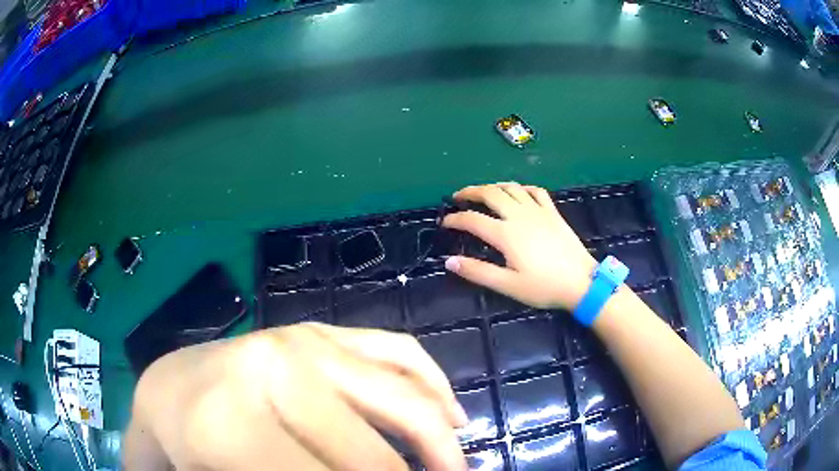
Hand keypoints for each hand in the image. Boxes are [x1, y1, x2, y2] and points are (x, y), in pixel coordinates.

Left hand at [127, 323, 467, 470]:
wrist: (171, 384)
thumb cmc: (189, 443)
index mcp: (235, 424)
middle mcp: (276, 373)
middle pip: (370, 454)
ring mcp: (306, 342)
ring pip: (401, 397)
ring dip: (438, 442)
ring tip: (453, 468)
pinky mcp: (324, 330)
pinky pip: (399, 351)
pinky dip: (434, 384)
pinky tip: (451, 413)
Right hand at [442, 182, 595, 310]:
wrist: (581, 282)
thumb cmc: (543, 287)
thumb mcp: (508, 285)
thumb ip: (478, 272)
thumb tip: (449, 261)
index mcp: (506, 234)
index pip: (473, 220)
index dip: (455, 219)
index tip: (445, 222)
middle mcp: (519, 215)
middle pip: (490, 193)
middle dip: (470, 192)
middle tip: (458, 196)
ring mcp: (538, 211)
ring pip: (511, 187)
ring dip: (493, 186)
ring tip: (483, 192)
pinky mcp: (552, 212)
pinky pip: (535, 191)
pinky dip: (521, 188)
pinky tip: (518, 193)